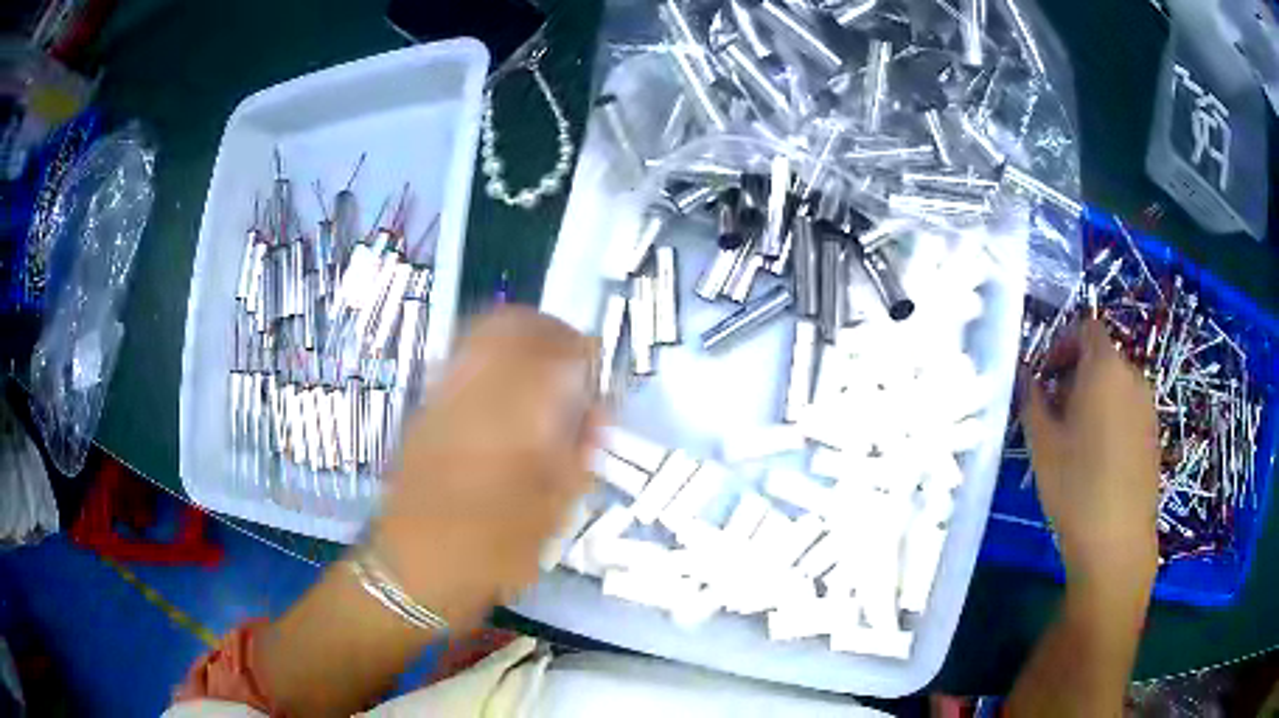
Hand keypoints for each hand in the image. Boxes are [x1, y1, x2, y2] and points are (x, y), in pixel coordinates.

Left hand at [374, 307, 600, 627]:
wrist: (414, 568)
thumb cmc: (492, 551)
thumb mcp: (554, 513)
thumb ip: (581, 452)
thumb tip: (598, 410)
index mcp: (516, 418)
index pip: (559, 352)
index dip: (586, 351)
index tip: (598, 370)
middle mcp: (476, 390)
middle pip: (515, 325)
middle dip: (550, 332)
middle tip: (571, 359)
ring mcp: (443, 393)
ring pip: (484, 333)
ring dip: (520, 338)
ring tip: (540, 369)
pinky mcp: (424, 406)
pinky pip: (462, 356)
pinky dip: (491, 355)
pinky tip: (504, 389)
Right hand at [1023, 319, 1159, 594]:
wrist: (1117, 541)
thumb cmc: (1076, 486)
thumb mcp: (1042, 443)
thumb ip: (1032, 400)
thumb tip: (1027, 378)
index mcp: (1105, 367)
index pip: (1087, 327)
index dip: (1063, 343)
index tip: (1044, 376)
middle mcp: (1132, 376)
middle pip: (1101, 357)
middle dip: (1074, 375)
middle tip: (1053, 412)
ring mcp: (1147, 407)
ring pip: (1115, 385)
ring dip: (1092, 397)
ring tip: (1073, 439)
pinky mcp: (1153, 435)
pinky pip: (1128, 410)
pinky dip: (1110, 418)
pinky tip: (1096, 459)